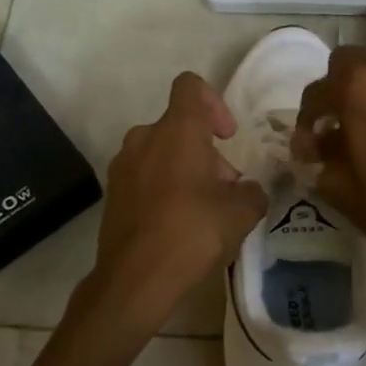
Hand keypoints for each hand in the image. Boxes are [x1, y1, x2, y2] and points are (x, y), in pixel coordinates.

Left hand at [80, 73, 267, 342]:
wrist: (134, 279)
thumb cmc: (192, 233)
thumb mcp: (241, 213)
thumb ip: (253, 192)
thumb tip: (247, 190)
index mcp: (177, 130)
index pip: (190, 86)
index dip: (214, 102)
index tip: (227, 136)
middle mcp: (145, 137)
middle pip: (180, 126)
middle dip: (206, 152)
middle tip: (225, 190)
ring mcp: (123, 164)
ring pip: (161, 152)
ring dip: (185, 170)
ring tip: (204, 211)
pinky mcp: (112, 192)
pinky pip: (144, 175)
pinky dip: (163, 187)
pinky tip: (177, 224)